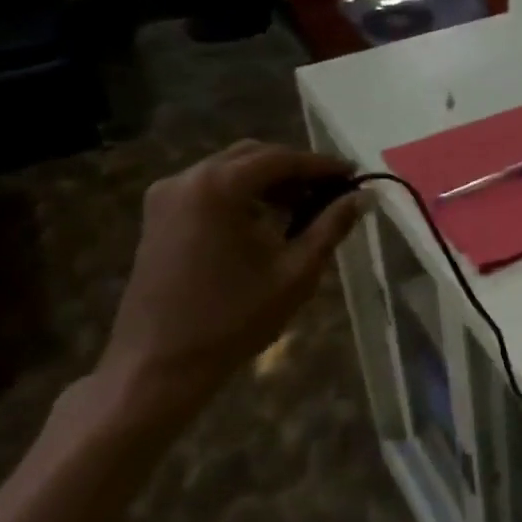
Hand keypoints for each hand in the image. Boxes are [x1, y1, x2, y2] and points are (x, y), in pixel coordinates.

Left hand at [77, 142, 367, 437]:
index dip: (322, 165)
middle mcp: (188, 179)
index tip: (354, 175)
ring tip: (302, 209)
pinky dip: (241, 194)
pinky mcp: (157, 217)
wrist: (158, 365)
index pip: (282, 159)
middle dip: (295, 170)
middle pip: (253, 156)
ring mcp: (166, 196)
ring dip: (268, 182)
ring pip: (229, 170)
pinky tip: (264, 222)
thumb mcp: (295, 273)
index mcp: (219, 187)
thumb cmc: (233, 320)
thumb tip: (365, 197)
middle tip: (331, 192)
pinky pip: (208, 188)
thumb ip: (331, 226)